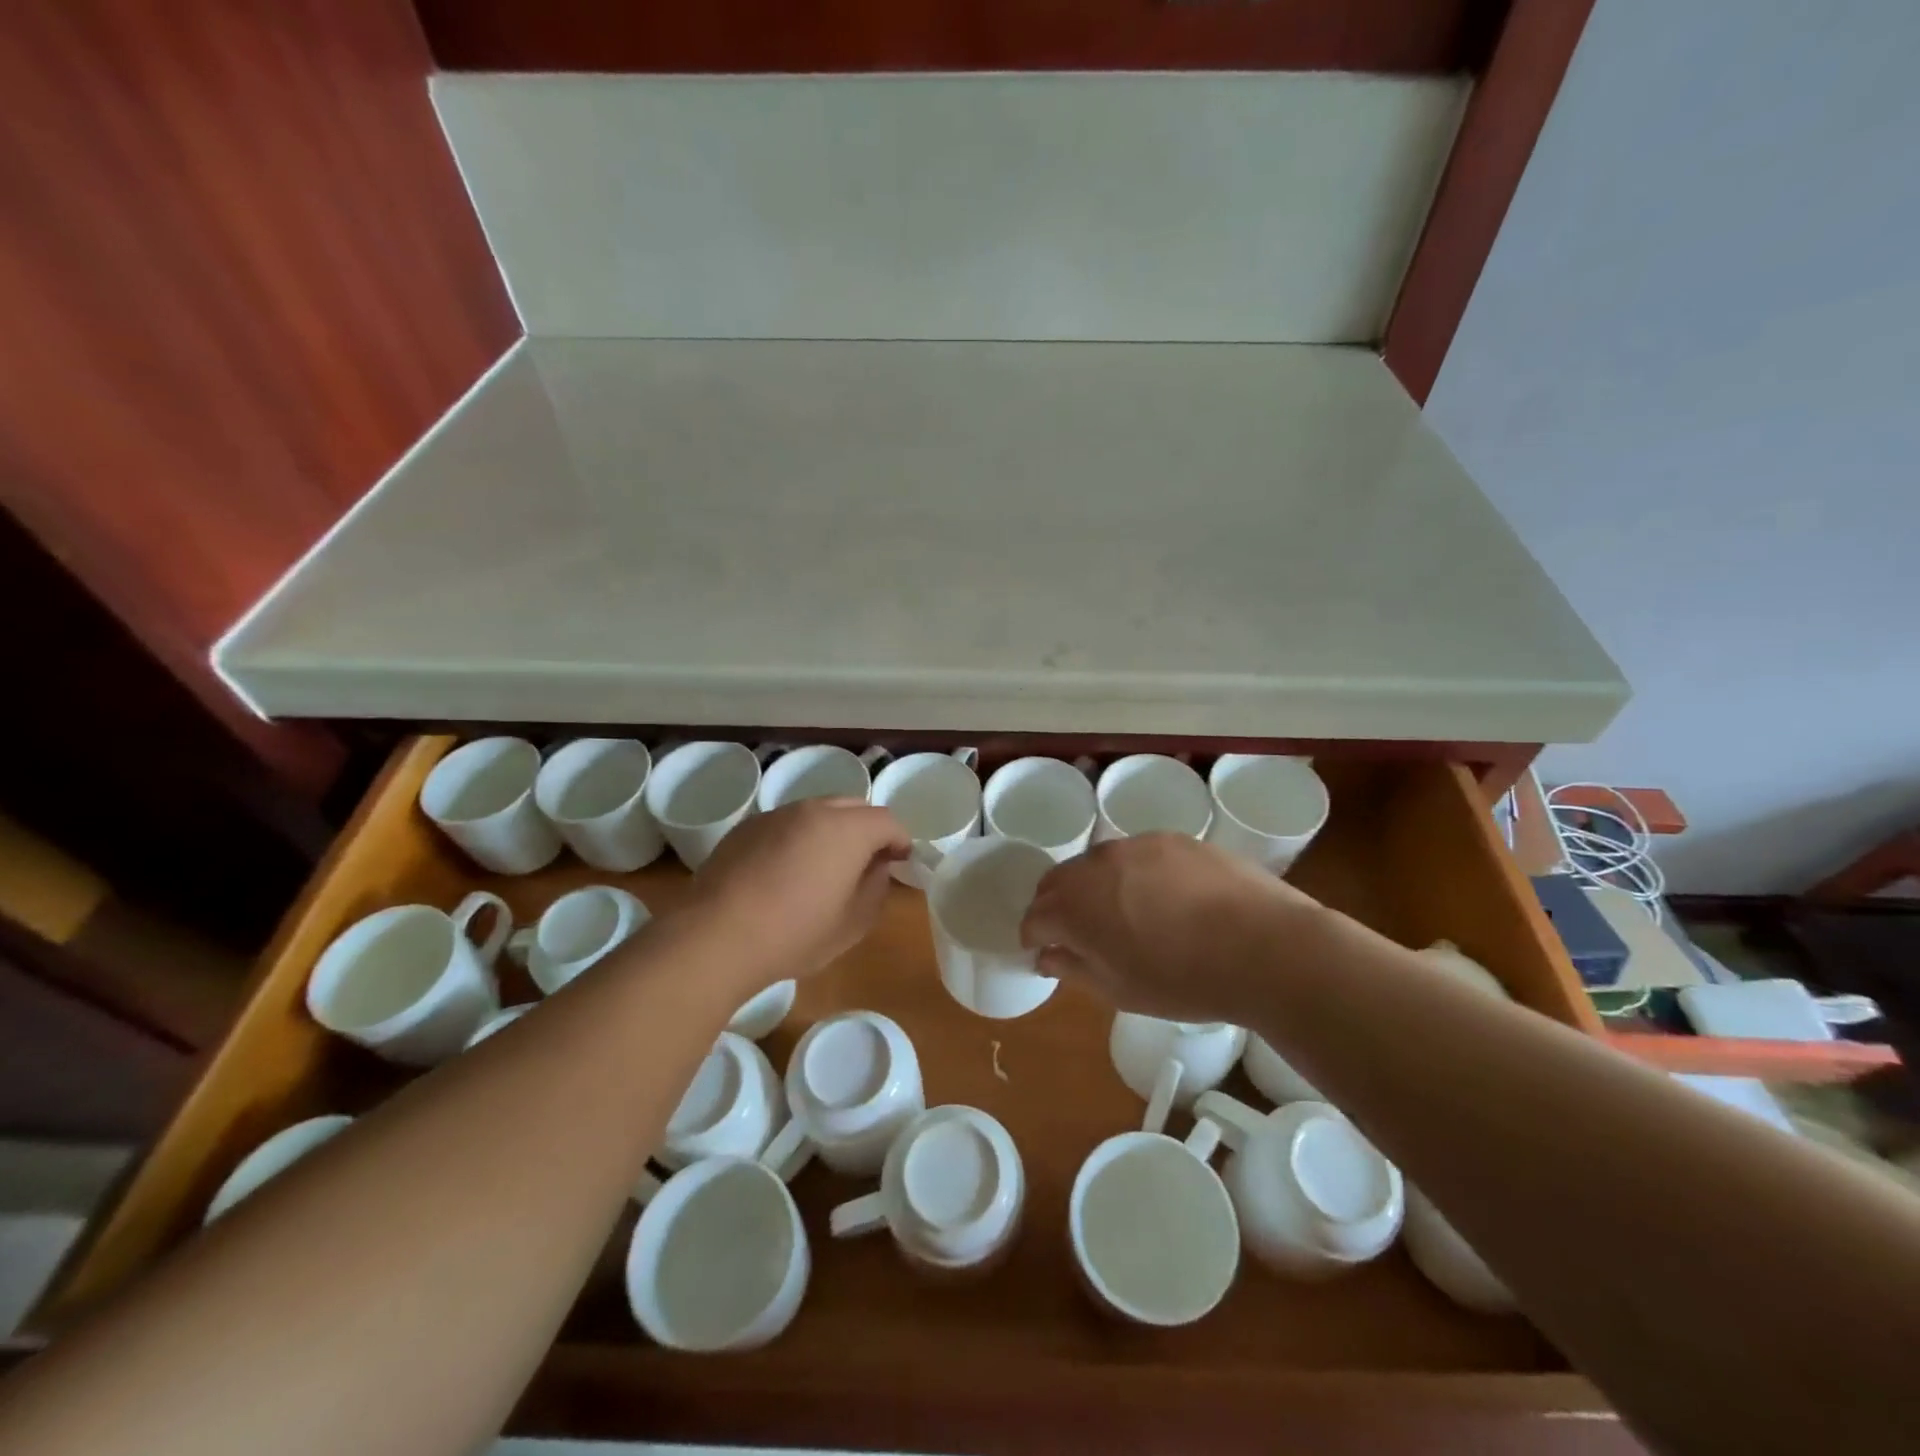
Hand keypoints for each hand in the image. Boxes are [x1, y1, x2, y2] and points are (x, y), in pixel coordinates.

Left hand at [685, 799, 909, 986]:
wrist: (716, 935)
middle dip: (868, 829)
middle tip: (867, 861)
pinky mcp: (747, 827)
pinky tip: (787, 870)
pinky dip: (799, 837)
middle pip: (854, 807)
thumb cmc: (795, 933)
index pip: (887, 821)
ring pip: (818, 811)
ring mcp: (777, 814)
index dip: (900, 840)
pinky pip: (787, 823)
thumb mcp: (853, 923)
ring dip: (832, 830)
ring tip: (825, 865)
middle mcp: (814, 810)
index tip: (900, 862)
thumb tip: (877, 867)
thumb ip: (876, 888)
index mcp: (847, 829)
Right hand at [1019, 834, 1320, 1023]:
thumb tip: (1046, 955)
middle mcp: (1095, 865)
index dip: (1035, 938)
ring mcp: (1135, 845)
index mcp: (1074, 906)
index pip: (1034, 917)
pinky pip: (1136, 854)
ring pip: (1097, 863)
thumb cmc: (1185, 981)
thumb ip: (1073, 968)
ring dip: (1095, 886)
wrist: (1264, 947)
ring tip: (1125, 914)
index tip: (1047, 954)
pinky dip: (1134, 874)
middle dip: (1057, 907)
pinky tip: (1165, 898)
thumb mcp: (1120, 990)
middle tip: (1079, 934)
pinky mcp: (1171, 838)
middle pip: (1057, 882)